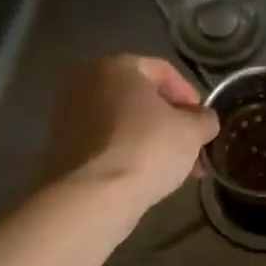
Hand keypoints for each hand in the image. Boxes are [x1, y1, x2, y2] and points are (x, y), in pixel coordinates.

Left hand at [46, 56, 218, 215]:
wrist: (92, 198)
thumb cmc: (146, 149)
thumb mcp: (192, 131)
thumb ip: (204, 119)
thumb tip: (204, 120)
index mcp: (116, 66)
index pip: (164, 71)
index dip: (191, 97)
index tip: (204, 123)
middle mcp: (87, 83)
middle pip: (142, 99)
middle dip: (172, 124)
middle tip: (193, 148)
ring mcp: (69, 117)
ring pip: (124, 123)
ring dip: (152, 141)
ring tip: (175, 169)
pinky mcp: (61, 149)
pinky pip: (106, 144)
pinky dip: (128, 154)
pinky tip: (146, 177)